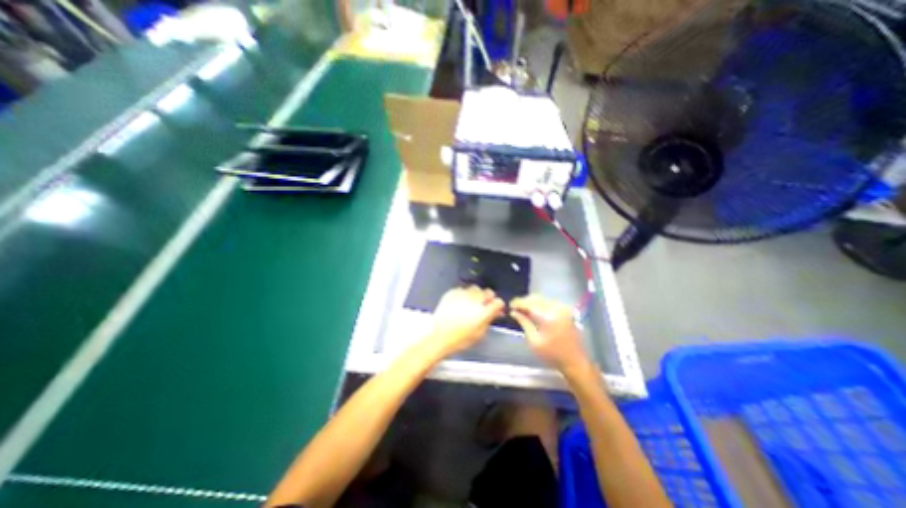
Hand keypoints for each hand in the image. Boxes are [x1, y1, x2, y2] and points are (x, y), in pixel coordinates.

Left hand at [429, 285, 506, 356]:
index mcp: (483, 312)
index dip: (498, 305)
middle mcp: (474, 300)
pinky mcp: (452, 293)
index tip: (495, 309)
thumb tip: (498, 311)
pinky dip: (463, 294)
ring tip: (471, 303)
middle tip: (483, 305)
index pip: (498, 302)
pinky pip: (462, 290)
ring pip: (475, 288)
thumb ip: (490, 319)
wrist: (439, 337)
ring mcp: (462, 295)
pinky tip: (460, 303)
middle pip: (487, 292)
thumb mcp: (480, 333)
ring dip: (476, 295)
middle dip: (487, 298)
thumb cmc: (461, 339)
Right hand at [507, 294, 591, 371]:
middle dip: (524, 302)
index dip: (518, 303)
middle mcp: (556, 308)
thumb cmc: (552, 355)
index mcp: (548, 317)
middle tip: (515, 308)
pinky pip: (548, 302)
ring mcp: (562, 308)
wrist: (575, 361)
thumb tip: (513, 312)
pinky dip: (539, 304)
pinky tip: (534, 311)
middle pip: (535, 298)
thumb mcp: (534, 341)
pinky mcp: (565, 310)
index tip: (509, 306)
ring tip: (523, 310)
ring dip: (531, 302)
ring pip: (542, 299)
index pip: (529, 303)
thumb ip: (524, 323)